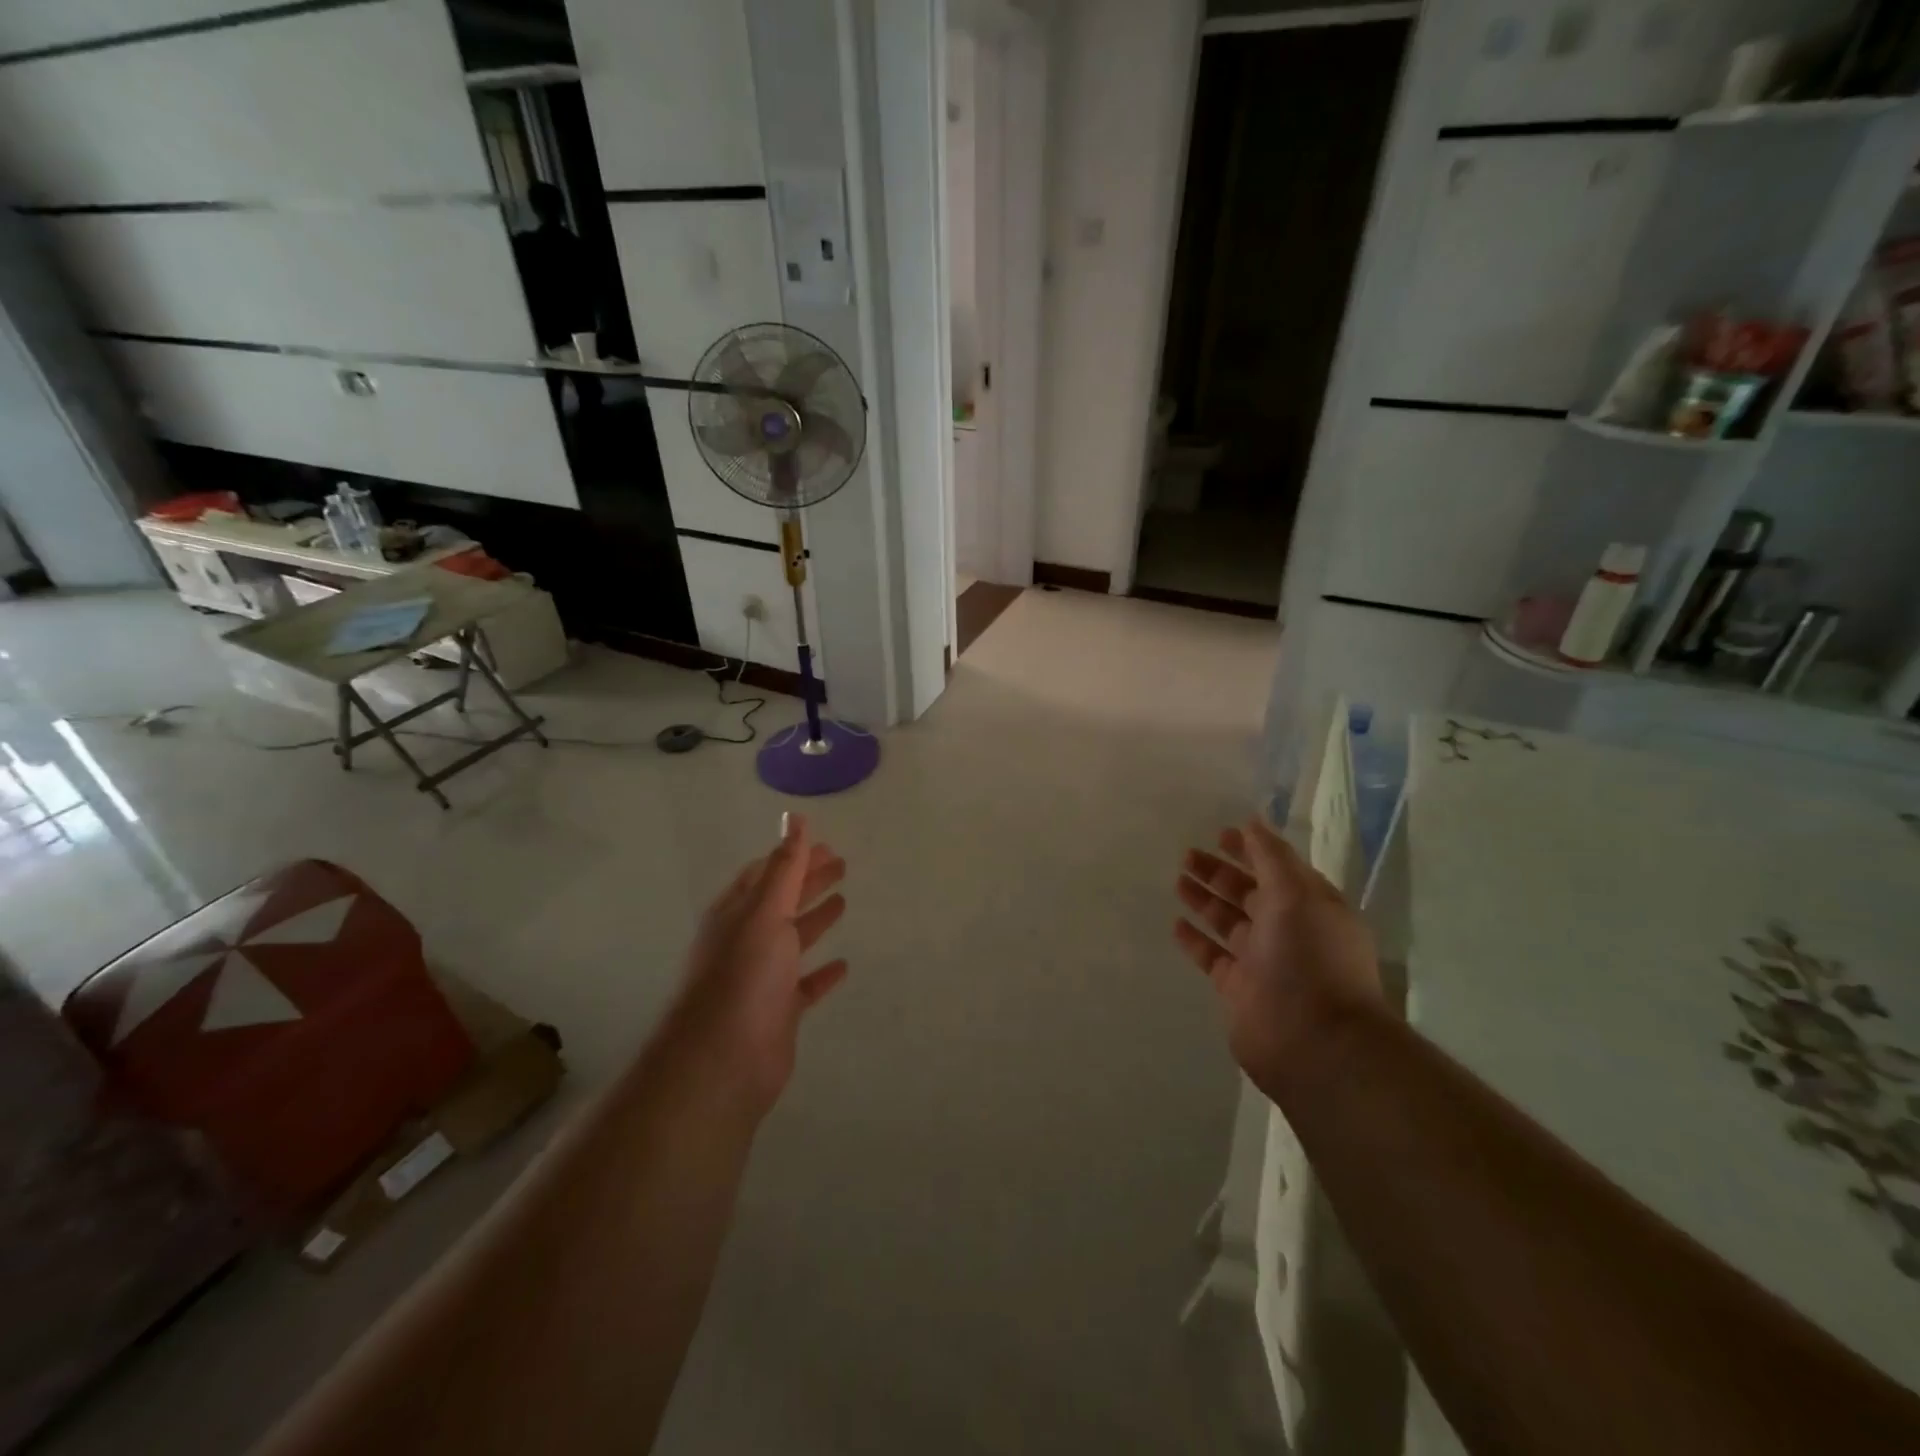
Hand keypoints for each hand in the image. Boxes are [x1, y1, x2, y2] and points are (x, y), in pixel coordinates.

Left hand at [672, 813, 848, 1115]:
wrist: (722, 1060)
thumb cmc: (744, 975)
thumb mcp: (765, 911)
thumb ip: (784, 866)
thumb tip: (795, 817)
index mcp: (737, 912)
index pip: (766, 873)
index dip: (793, 856)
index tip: (825, 844)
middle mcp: (746, 940)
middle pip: (782, 901)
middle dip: (808, 880)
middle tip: (841, 864)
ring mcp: (761, 977)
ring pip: (793, 939)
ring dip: (815, 919)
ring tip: (843, 900)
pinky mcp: (778, 1011)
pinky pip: (804, 985)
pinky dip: (822, 973)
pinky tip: (843, 965)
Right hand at [1175, 818, 1382, 1097]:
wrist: (1314, 1041)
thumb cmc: (1311, 958)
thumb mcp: (1296, 894)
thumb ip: (1272, 857)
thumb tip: (1253, 822)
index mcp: (1310, 906)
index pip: (1277, 868)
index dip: (1251, 849)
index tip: (1219, 833)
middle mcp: (1289, 931)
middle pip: (1249, 893)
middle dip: (1220, 872)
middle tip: (1187, 854)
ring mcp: (1264, 962)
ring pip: (1228, 922)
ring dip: (1205, 900)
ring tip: (1178, 880)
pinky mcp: (1239, 990)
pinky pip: (1213, 957)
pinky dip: (1196, 940)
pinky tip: (1176, 924)